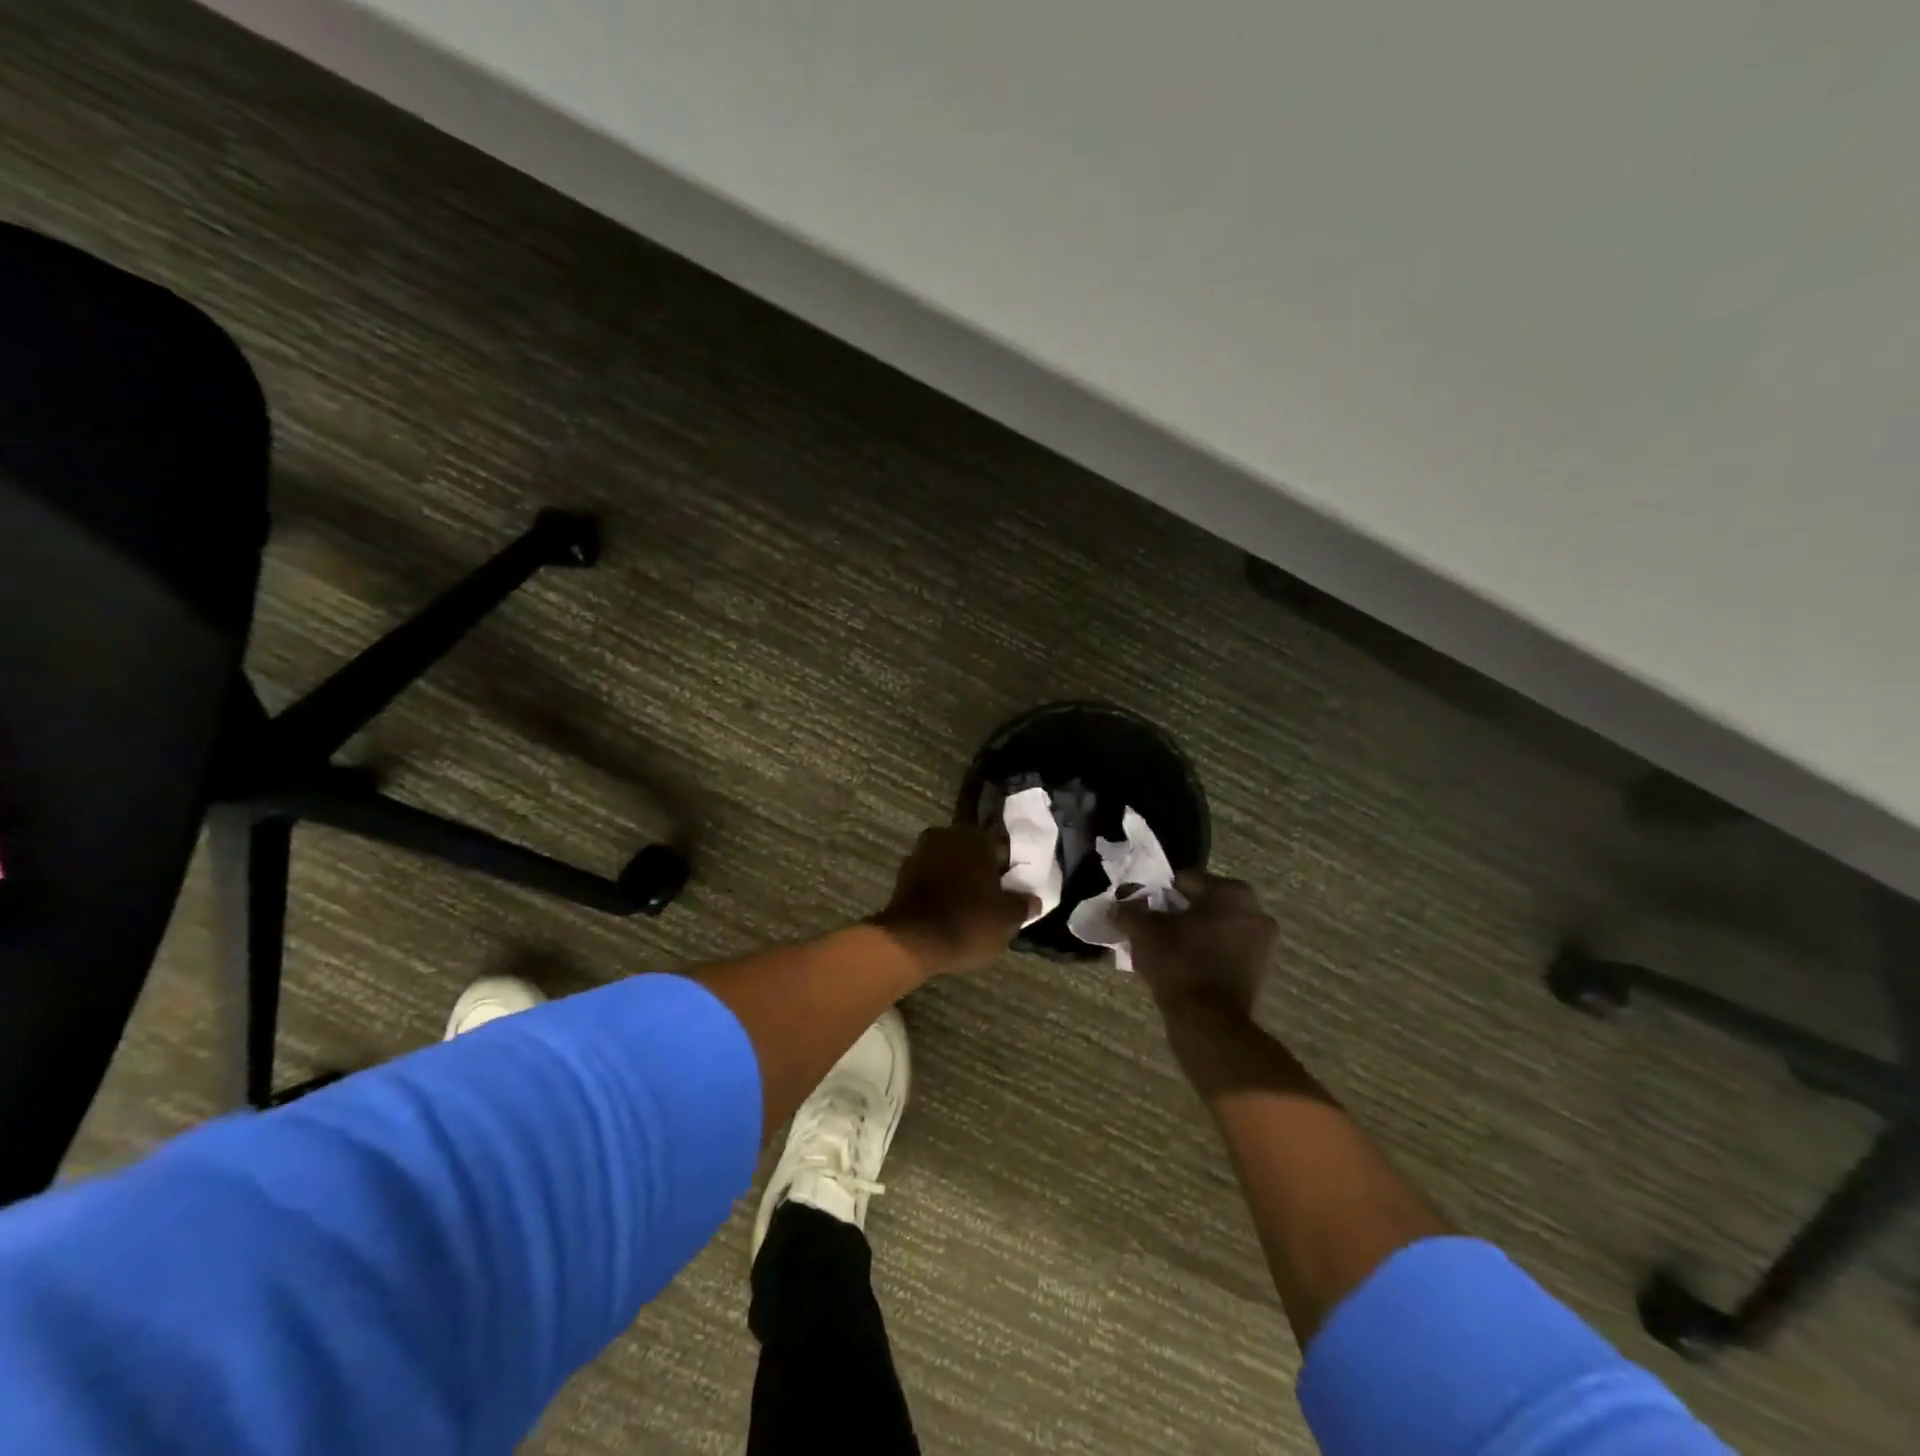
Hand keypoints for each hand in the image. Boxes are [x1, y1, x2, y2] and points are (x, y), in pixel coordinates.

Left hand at [873, 826, 1033, 973]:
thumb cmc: (968, 922)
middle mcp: (947, 836)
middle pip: (972, 852)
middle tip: (991, 895)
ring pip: (949, 863)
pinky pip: (931, 877)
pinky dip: (939, 888)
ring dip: (958, 877)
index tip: (1011, 888)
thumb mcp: (1006, 919)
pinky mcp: (902, 874)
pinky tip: (947, 908)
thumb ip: (1021, 905)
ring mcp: (921, 853)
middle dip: (981, 870)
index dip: (1008, 870)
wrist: (912, 940)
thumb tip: (1033, 900)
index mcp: (976, 838)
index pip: (1001, 849)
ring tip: (969, 904)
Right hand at [1117, 873, 1276, 1020]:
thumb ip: (1128, 911)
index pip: (1185, 880)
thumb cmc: (1178, 963)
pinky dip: (1206, 954)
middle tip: (1152, 930)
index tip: (1142, 909)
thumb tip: (1116, 905)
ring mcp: (1262, 943)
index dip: (1158, 893)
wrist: (1209, 1022)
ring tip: (1165, 951)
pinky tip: (1183, 968)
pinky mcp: (1260, 971)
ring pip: (1215, 929)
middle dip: (1177, 914)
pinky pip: (1225, 951)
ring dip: (1192, 935)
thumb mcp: (1143, 931)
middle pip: (1203, 904)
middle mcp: (1254, 912)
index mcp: (1231, 892)